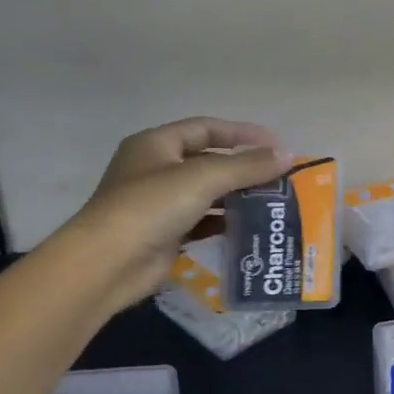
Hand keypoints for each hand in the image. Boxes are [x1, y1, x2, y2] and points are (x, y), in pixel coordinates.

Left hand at [63, 116, 289, 310]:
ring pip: (207, 193)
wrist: (107, 265)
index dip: (242, 133)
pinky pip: (203, 221)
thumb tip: (287, 155)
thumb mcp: (203, 178)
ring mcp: (159, 204)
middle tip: (279, 177)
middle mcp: (156, 169)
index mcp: (156, 144)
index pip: (206, 128)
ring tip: (273, 202)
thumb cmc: (151, 207)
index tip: (276, 145)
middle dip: (244, 168)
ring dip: (237, 196)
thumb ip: (247, 166)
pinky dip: (225, 222)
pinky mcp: (165, 234)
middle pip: (209, 161)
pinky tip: (250, 226)